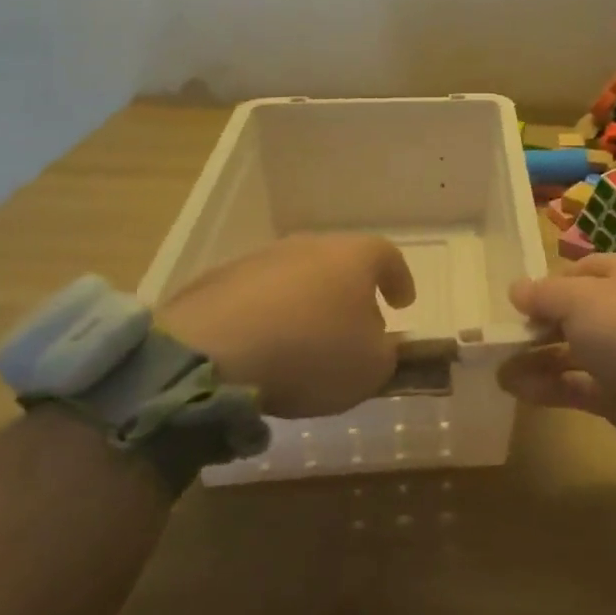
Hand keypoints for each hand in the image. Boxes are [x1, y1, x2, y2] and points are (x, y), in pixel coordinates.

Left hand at [157, 234, 414, 417]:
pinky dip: (267, 317)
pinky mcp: (218, 282)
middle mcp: (308, 246)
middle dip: (350, 294)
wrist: (212, 351)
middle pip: (339, 264)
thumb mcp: (370, 368)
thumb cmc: (312, 352)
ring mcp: (260, 259)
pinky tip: (263, 350)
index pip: (388, 257)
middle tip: (354, 328)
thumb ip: (385, 354)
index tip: (403, 303)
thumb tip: (377, 346)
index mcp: (354, 256)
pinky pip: (256, 298)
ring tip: (304, 344)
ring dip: (305, 305)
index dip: (399, 279)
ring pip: (296, 278)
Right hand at [500, 254, 615, 465]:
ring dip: (535, 358)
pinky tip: (514, 388)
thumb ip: (545, 294)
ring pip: (572, 351)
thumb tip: (516, 289)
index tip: (518, 301)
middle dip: (538, 323)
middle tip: (501, 336)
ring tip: (497, 366)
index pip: (583, 271)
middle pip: (574, 313)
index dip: (550, 283)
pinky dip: (547, 386)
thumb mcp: (581, 299)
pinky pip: (575, 386)